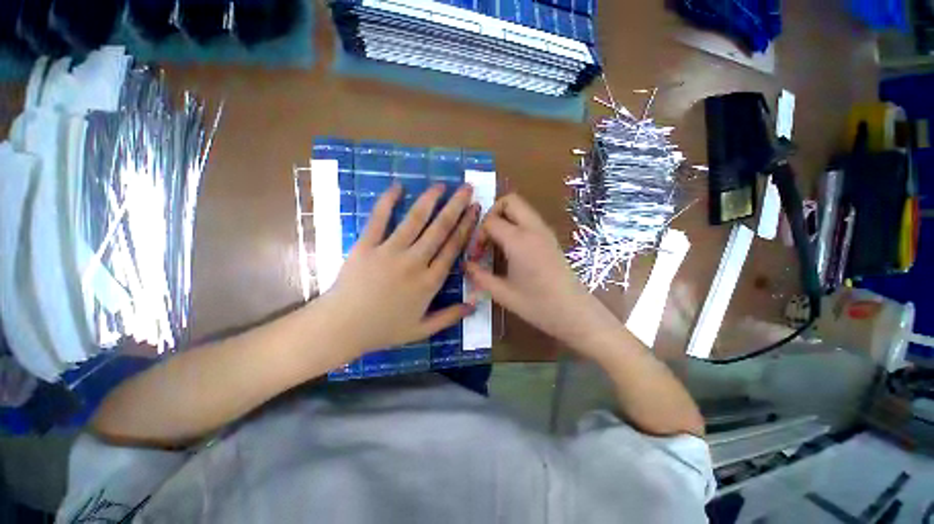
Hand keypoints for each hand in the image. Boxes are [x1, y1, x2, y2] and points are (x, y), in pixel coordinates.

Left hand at [319, 182, 478, 356]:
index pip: (453, 248)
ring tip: (441, 185)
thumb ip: (449, 317)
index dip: (466, 227)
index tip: (475, 210)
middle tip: (466, 189)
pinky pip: (379, 219)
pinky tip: (397, 187)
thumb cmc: (383, 329)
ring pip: (415, 220)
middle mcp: (415, 262)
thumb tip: (474, 306)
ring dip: (430, 200)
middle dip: (456, 207)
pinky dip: (387, 201)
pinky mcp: (366, 245)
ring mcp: (390, 251)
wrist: (342, 327)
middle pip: (440, 229)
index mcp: (430, 282)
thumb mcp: (421, 330)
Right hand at [465, 194, 620, 355]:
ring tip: (496, 243)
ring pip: (521, 208)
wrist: (574, 313)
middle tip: (485, 236)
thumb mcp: (502, 293)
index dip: (478, 235)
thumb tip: (466, 266)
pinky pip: (529, 220)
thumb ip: (480, 276)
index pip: (490, 221)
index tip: (476, 255)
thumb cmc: (537, 305)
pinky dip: (516, 225)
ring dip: (505, 218)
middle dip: (492, 213)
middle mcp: (533, 229)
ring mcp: (545, 232)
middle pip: (510, 200)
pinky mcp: (551, 239)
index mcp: (519, 240)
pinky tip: (511, 249)